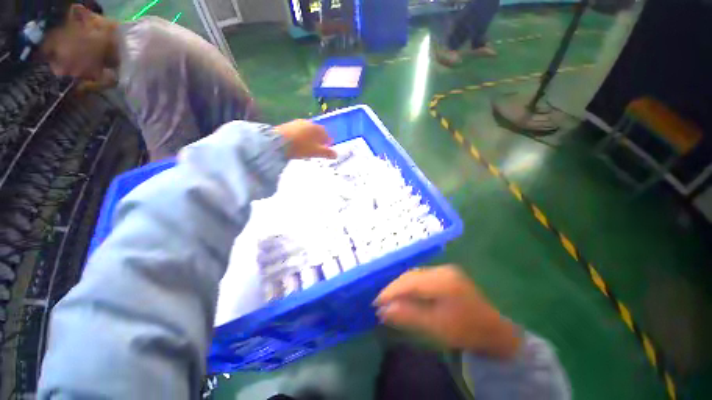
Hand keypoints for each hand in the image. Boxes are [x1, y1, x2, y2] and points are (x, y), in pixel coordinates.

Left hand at [276, 119, 336, 159]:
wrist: (279, 142)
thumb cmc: (301, 147)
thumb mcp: (316, 152)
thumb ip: (327, 153)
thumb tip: (336, 155)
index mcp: (317, 128)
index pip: (327, 134)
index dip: (328, 142)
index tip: (326, 148)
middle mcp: (309, 122)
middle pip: (317, 132)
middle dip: (318, 140)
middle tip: (317, 149)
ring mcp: (298, 122)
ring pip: (308, 131)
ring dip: (310, 138)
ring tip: (307, 148)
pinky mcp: (288, 125)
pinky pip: (299, 131)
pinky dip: (301, 137)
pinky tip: (298, 144)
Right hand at [375, 265, 520, 358]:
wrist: (494, 332)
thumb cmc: (465, 331)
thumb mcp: (435, 327)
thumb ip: (408, 315)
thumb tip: (382, 310)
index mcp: (443, 280)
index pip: (409, 282)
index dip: (390, 290)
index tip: (376, 302)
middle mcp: (443, 270)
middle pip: (411, 275)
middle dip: (394, 288)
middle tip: (380, 302)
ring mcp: (445, 270)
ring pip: (415, 275)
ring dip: (401, 286)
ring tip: (389, 298)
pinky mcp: (446, 275)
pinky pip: (421, 277)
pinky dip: (410, 285)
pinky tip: (405, 294)